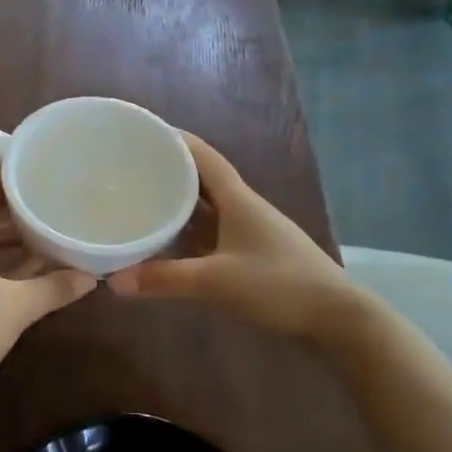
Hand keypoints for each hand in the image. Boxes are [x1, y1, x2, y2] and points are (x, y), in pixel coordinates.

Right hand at [107, 133, 358, 342]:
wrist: (337, 319)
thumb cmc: (279, 285)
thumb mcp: (217, 281)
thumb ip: (165, 279)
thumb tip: (113, 282)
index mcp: (238, 199)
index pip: (203, 156)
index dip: (175, 140)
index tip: (143, 132)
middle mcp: (242, 208)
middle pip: (200, 181)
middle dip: (167, 172)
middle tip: (129, 170)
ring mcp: (249, 233)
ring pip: (205, 210)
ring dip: (176, 206)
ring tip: (139, 202)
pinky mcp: (252, 256)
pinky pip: (211, 236)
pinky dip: (187, 236)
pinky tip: (165, 245)